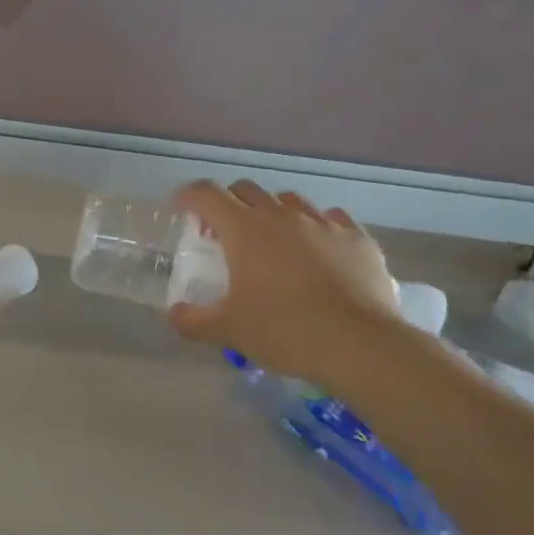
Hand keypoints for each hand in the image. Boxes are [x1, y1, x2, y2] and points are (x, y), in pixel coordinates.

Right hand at [168, 181, 404, 390]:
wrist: (360, 345)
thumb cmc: (284, 331)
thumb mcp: (228, 331)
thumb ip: (192, 320)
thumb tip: (174, 313)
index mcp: (244, 230)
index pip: (206, 194)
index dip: (188, 197)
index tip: (181, 210)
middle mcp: (281, 216)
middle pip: (246, 190)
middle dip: (228, 203)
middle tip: (224, 233)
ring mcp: (323, 223)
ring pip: (289, 200)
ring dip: (272, 212)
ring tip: (272, 241)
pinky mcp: (357, 237)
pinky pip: (331, 218)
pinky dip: (315, 227)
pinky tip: (317, 250)